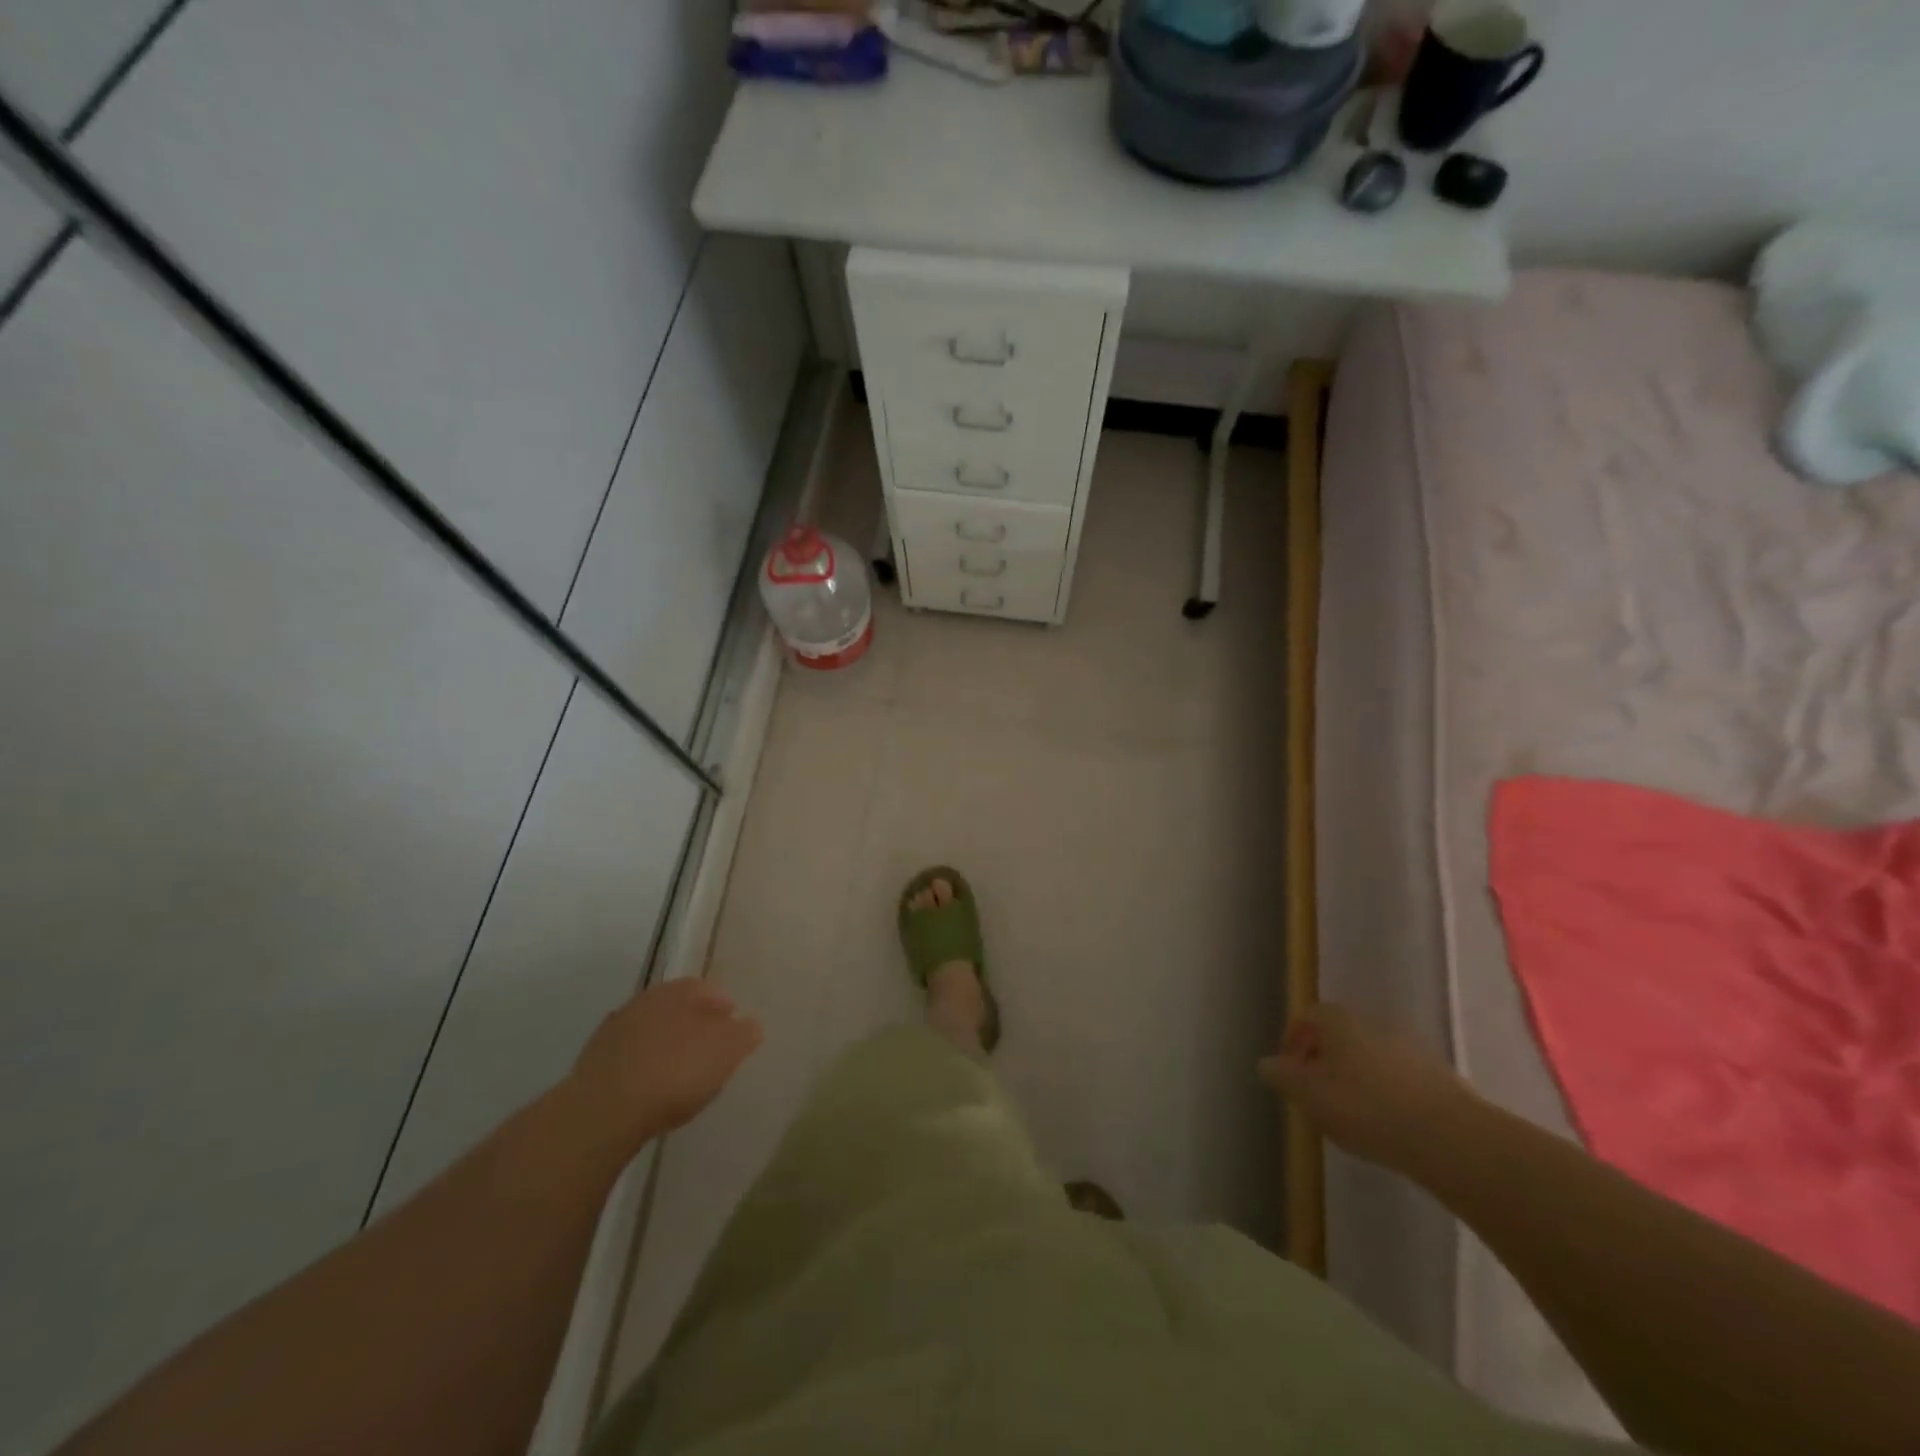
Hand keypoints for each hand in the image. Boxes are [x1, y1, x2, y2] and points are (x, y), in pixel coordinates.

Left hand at [568, 979, 762, 1151]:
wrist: (603, 1110)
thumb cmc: (675, 1074)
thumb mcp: (725, 1053)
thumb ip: (743, 1034)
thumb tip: (749, 1025)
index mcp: (680, 992)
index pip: (706, 988)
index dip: (722, 1006)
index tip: (732, 1026)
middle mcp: (647, 1000)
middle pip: (676, 1006)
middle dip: (693, 1022)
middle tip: (707, 1047)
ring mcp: (616, 1029)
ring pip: (650, 1029)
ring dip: (664, 1042)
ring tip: (677, 1069)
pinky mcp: (593, 1060)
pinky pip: (627, 1054)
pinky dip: (640, 1063)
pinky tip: (647, 1084)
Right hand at [1258, 1003, 1480, 1174]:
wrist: (1451, 1137)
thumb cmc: (1365, 1107)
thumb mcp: (1308, 1094)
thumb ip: (1282, 1076)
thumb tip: (1267, 1064)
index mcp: (1338, 1019)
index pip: (1306, 1018)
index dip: (1292, 1043)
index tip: (1289, 1075)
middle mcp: (1373, 1021)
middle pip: (1339, 1036)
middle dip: (1324, 1062)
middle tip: (1316, 1096)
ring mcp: (1410, 1047)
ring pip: (1370, 1057)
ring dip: (1357, 1079)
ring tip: (1352, 1116)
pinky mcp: (1439, 1076)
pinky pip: (1399, 1079)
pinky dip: (1387, 1095)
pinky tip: (1387, 1125)